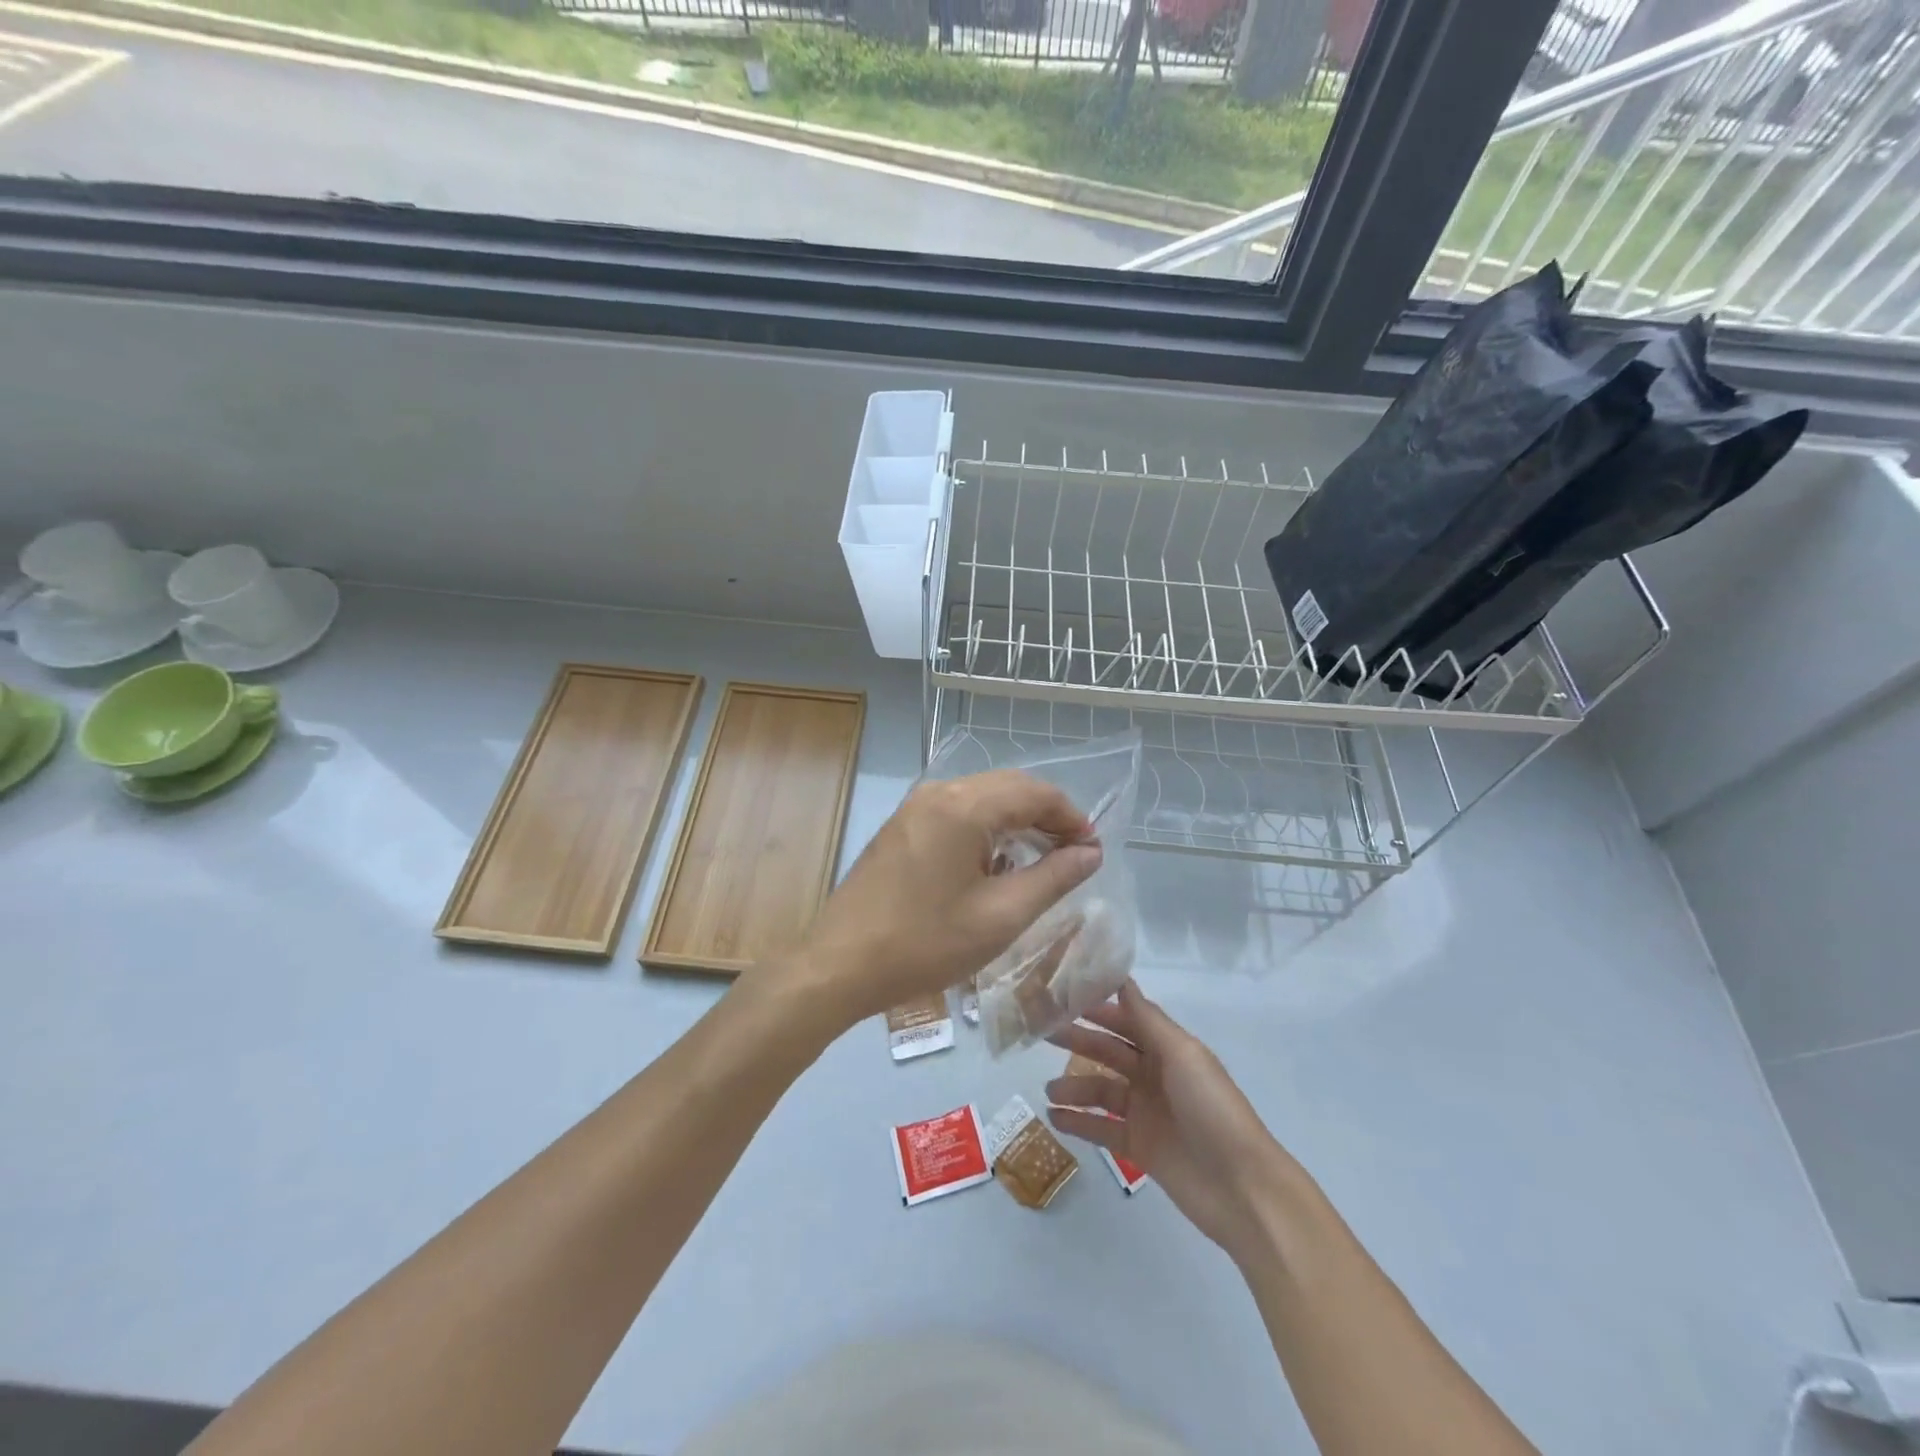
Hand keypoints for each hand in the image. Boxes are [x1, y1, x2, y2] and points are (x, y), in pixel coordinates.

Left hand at [795, 770, 1101, 1026]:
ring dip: (1017, 822)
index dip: (1071, 818)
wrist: (840, 964)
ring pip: (983, 797)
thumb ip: (1052, 878)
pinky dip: (987, 828)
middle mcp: (938, 792)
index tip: (1092, 853)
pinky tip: (995, 864)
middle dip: (1047, 816)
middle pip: (1009, 787)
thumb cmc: (925, 944)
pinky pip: (957, 811)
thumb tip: (1089, 854)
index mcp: (964, 806)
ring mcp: (915, 806)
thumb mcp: (1001, 916)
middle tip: (1072, 857)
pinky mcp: (902, 825)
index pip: (1035, 792)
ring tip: (1041, 862)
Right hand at [1046, 981, 1295, 1259]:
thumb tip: (1122, 979)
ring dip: (1074, 1087)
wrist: (1241, 1187)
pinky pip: (1101, 1128)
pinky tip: (1055, 1118)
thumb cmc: (1212, 1109)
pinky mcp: (1138, 1147)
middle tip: (1040, 1034)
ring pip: (1100, 1090)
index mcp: (1168, 1049)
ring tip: (1048, 1090)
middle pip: (1108, 1052)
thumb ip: (1148, 1020)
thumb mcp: (1183, 1055)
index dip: (1096, 1008)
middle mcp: (1154, 1075)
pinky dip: (1078, 1122)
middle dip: (1077, 1041)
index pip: (1125, 1020)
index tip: (1061, 997)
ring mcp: (1145, 1112)